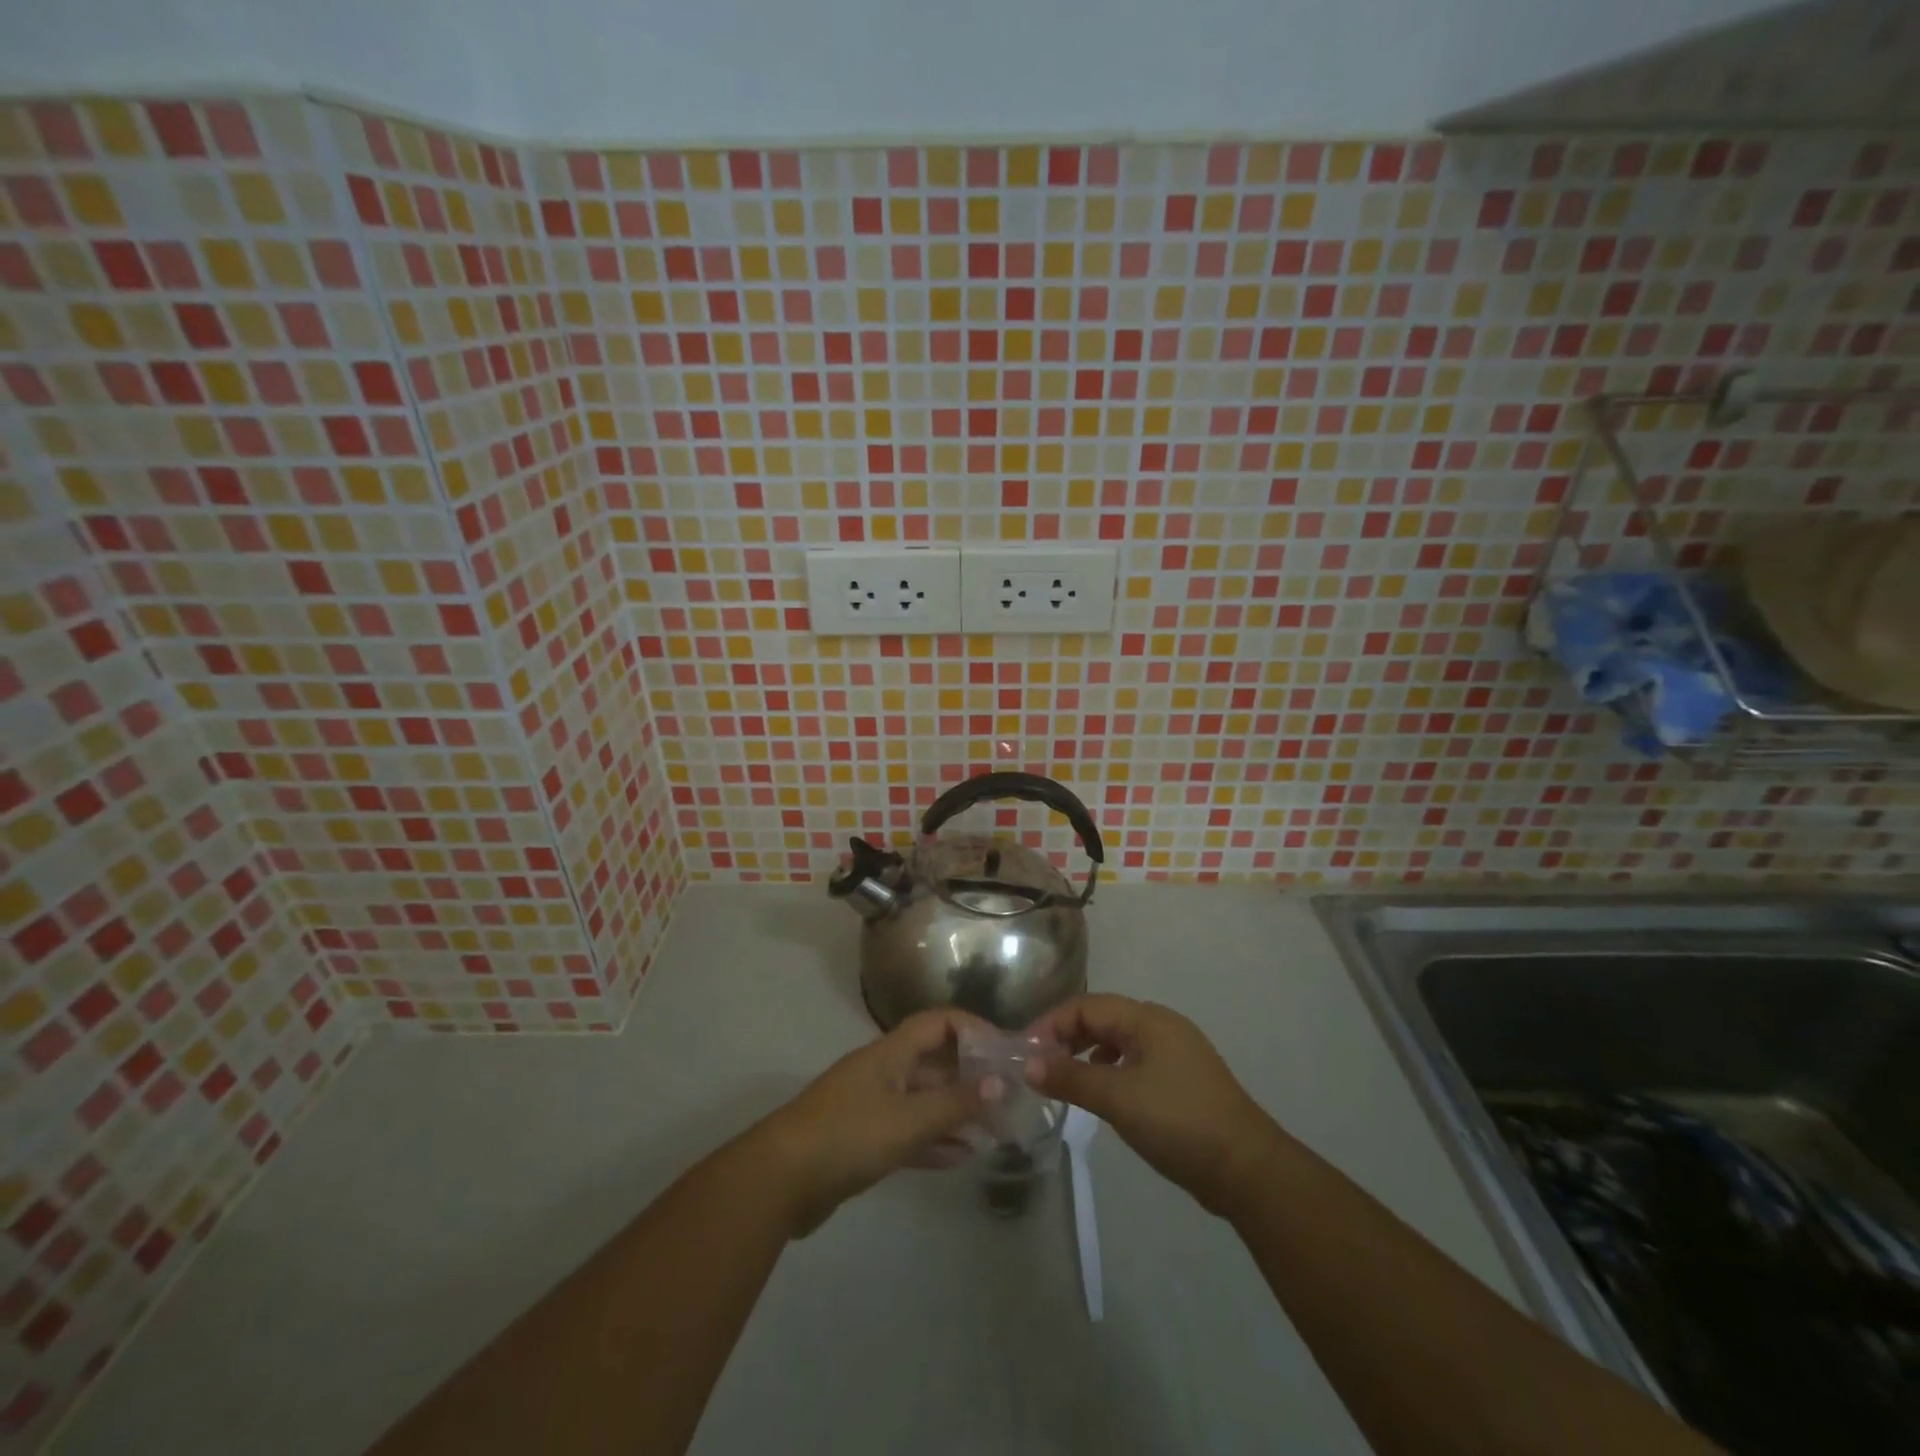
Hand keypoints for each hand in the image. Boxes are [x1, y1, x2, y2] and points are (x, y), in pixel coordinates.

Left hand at [753, 1009, 997, 1235]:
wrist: (780, 1180)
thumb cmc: (849, 1135)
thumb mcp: (908, 1118)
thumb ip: (955, 1102)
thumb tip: (999, 1081)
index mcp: (891, 1053)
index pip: (938, 1023)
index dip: (972, 1028)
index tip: (1005, 1050)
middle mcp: (884, 1071)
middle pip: (934, 1063)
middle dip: (971, 1077)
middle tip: (1009, 1099)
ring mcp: (872, 1106)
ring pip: (924, 1100)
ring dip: (957, 1112)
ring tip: (995, 1130)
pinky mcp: (865, 1140)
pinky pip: (910, 1132)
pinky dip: (936, 1140)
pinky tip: (964, 1156)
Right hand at [1026, 994, 1286, 1215]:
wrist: (1246, 1169)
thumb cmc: (1178, 1121)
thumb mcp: (1117, 1098)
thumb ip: (1070, 1078)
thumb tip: (1028, 1065)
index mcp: (1148, 1019)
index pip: (1088, 1005)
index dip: (1053, 1023)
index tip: (1026, 1051)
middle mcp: (1161, 1026)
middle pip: (1102, 1018)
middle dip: (1067, 1036)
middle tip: (1039, 1065)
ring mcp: (1174, 1053)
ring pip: (1118, 1041)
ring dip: (1086, 1054)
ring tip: (1063, 1079)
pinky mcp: (1180, 1081)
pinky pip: (1133, 1062)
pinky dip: (1108, 1070)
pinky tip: (1100, 1093)